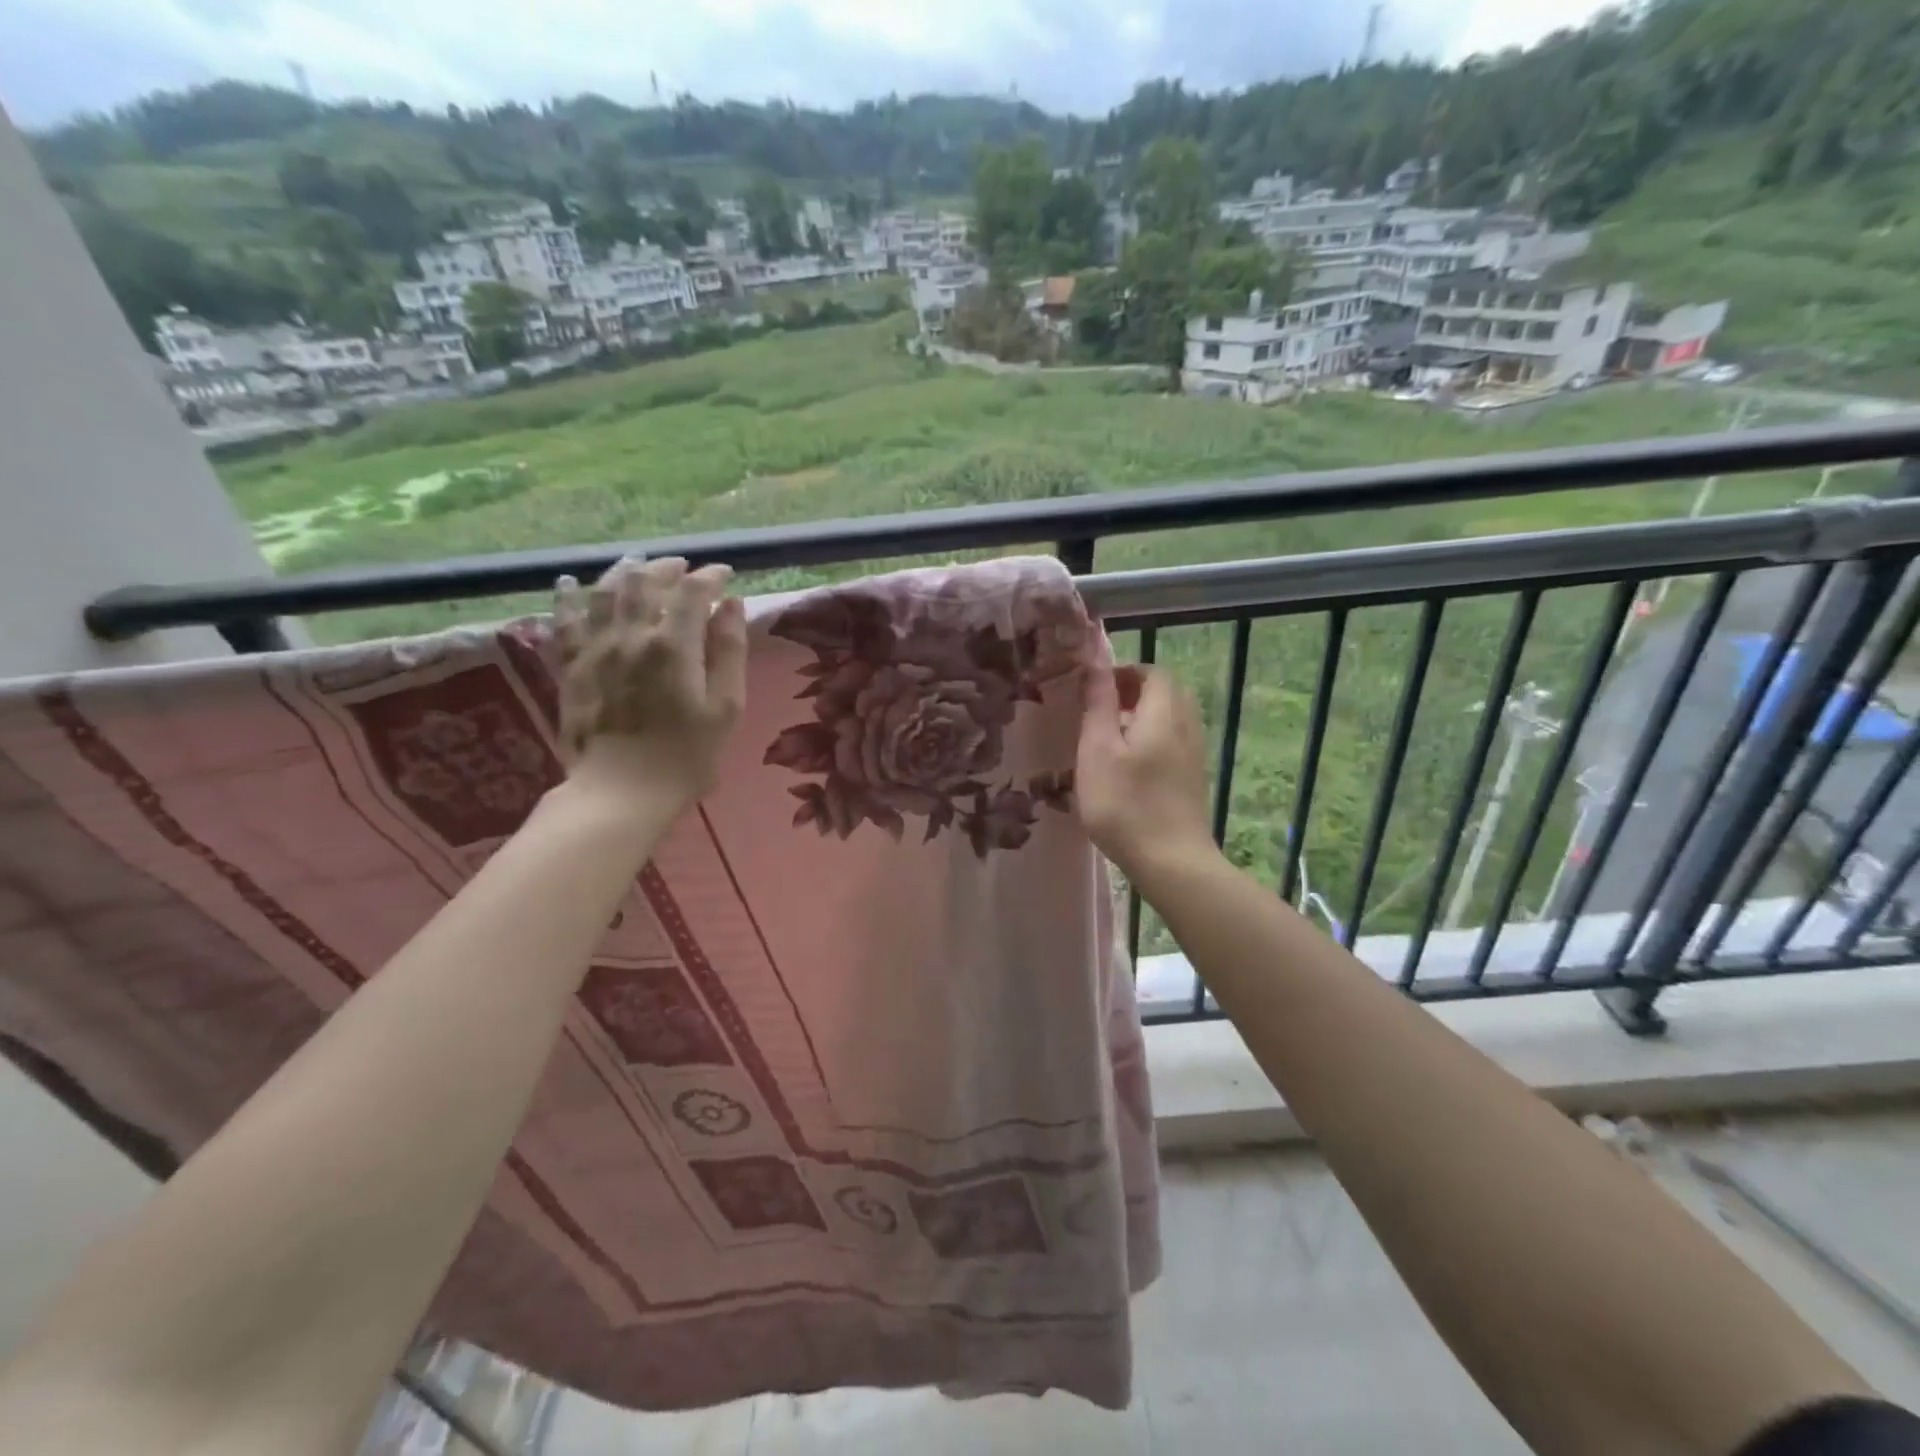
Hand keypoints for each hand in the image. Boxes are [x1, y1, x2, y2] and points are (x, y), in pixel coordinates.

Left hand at [553, 557, 747, 810]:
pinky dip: (567, 598)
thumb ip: (729, 652)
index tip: (725, 575)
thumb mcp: (725, 707)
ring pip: (603, 592)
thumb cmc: (686, 756)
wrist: (621, 793)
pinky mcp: (570, 668)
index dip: (711, 576)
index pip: (693, 591)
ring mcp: (595, 649)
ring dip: (623, 572)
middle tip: (683, 567)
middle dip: (667, 567)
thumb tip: (731, 606)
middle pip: (645, 582)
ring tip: (637, 564)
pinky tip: (569, 584)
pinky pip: (563, 622)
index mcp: (674, 645)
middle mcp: (631, 635)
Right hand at [1075, 662, 1214, 885]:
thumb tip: (1097, 666)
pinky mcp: (1194, 779)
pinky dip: (1154, 739)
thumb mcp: (1098, 751)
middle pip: (1167, 692)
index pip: (1153, 672)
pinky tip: (1130, 766)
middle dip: (1135, 691)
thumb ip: (1099, 705)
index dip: (1124, 672)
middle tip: (1103, 709)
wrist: (1172, 862)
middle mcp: (1187, 726)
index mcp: (1164, 713)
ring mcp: (1195, 754)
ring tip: (1112, 737)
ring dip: (1144, 716)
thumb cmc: (1126, 804)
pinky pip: (1175, 741)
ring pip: (1173, 718)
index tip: (1094, 689)